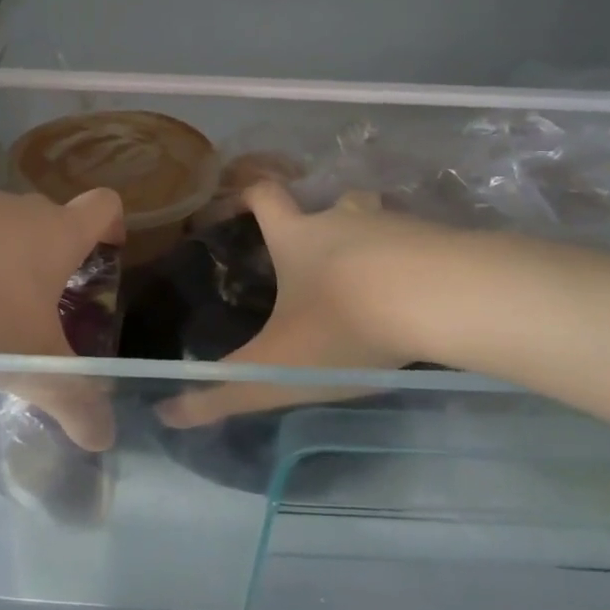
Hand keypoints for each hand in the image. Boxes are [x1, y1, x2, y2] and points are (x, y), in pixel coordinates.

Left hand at [0, 184, 124, 449]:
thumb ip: (71, 398)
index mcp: (59, 233)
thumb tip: (102, 438)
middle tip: (47, 306)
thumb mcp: (33, 359)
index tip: (108, 253)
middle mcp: (22, 210)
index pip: (104, 206)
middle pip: (52, 221)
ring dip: (3, 262)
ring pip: (2, 230)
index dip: (114, 225)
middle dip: (55, 259)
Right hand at [159, 182, 464, 427]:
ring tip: (370, 285)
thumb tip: (166, 414)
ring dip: (369, 244)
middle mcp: (343, 220)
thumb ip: (222, 393)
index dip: (248, 195)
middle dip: (320, 225)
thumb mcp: (275, 369)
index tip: (240, 206)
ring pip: (375, 222)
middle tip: (316, 263)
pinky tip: (418, 298)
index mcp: (297, 236)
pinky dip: (412, 263)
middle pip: (328, 205)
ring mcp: (395, 225)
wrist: (443, 301)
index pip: (264, 195)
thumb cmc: (345, 324)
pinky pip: (419, 244)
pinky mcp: (442, 240)